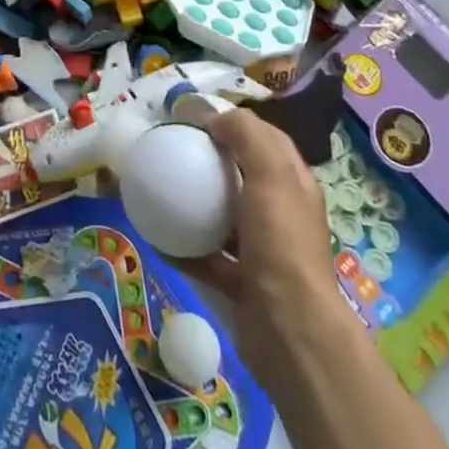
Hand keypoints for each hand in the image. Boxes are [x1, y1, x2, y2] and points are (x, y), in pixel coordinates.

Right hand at [181, 110, 352, 401]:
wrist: (290, 331)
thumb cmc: (282, 242)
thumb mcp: (270, 173)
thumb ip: (246, 135)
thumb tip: (214, 117)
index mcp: (292, 183)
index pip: (265, 138)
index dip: (233, 122)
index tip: (194, 117)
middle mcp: (280, 213)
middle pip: (241, 174)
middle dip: (210, 159)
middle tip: (172, 148)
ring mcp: (261, 250)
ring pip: (222, 215)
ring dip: (194, 203)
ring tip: (159, 188)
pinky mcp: (240, 283)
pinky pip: (205, 256)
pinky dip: (182, 247)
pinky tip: (155, 236)